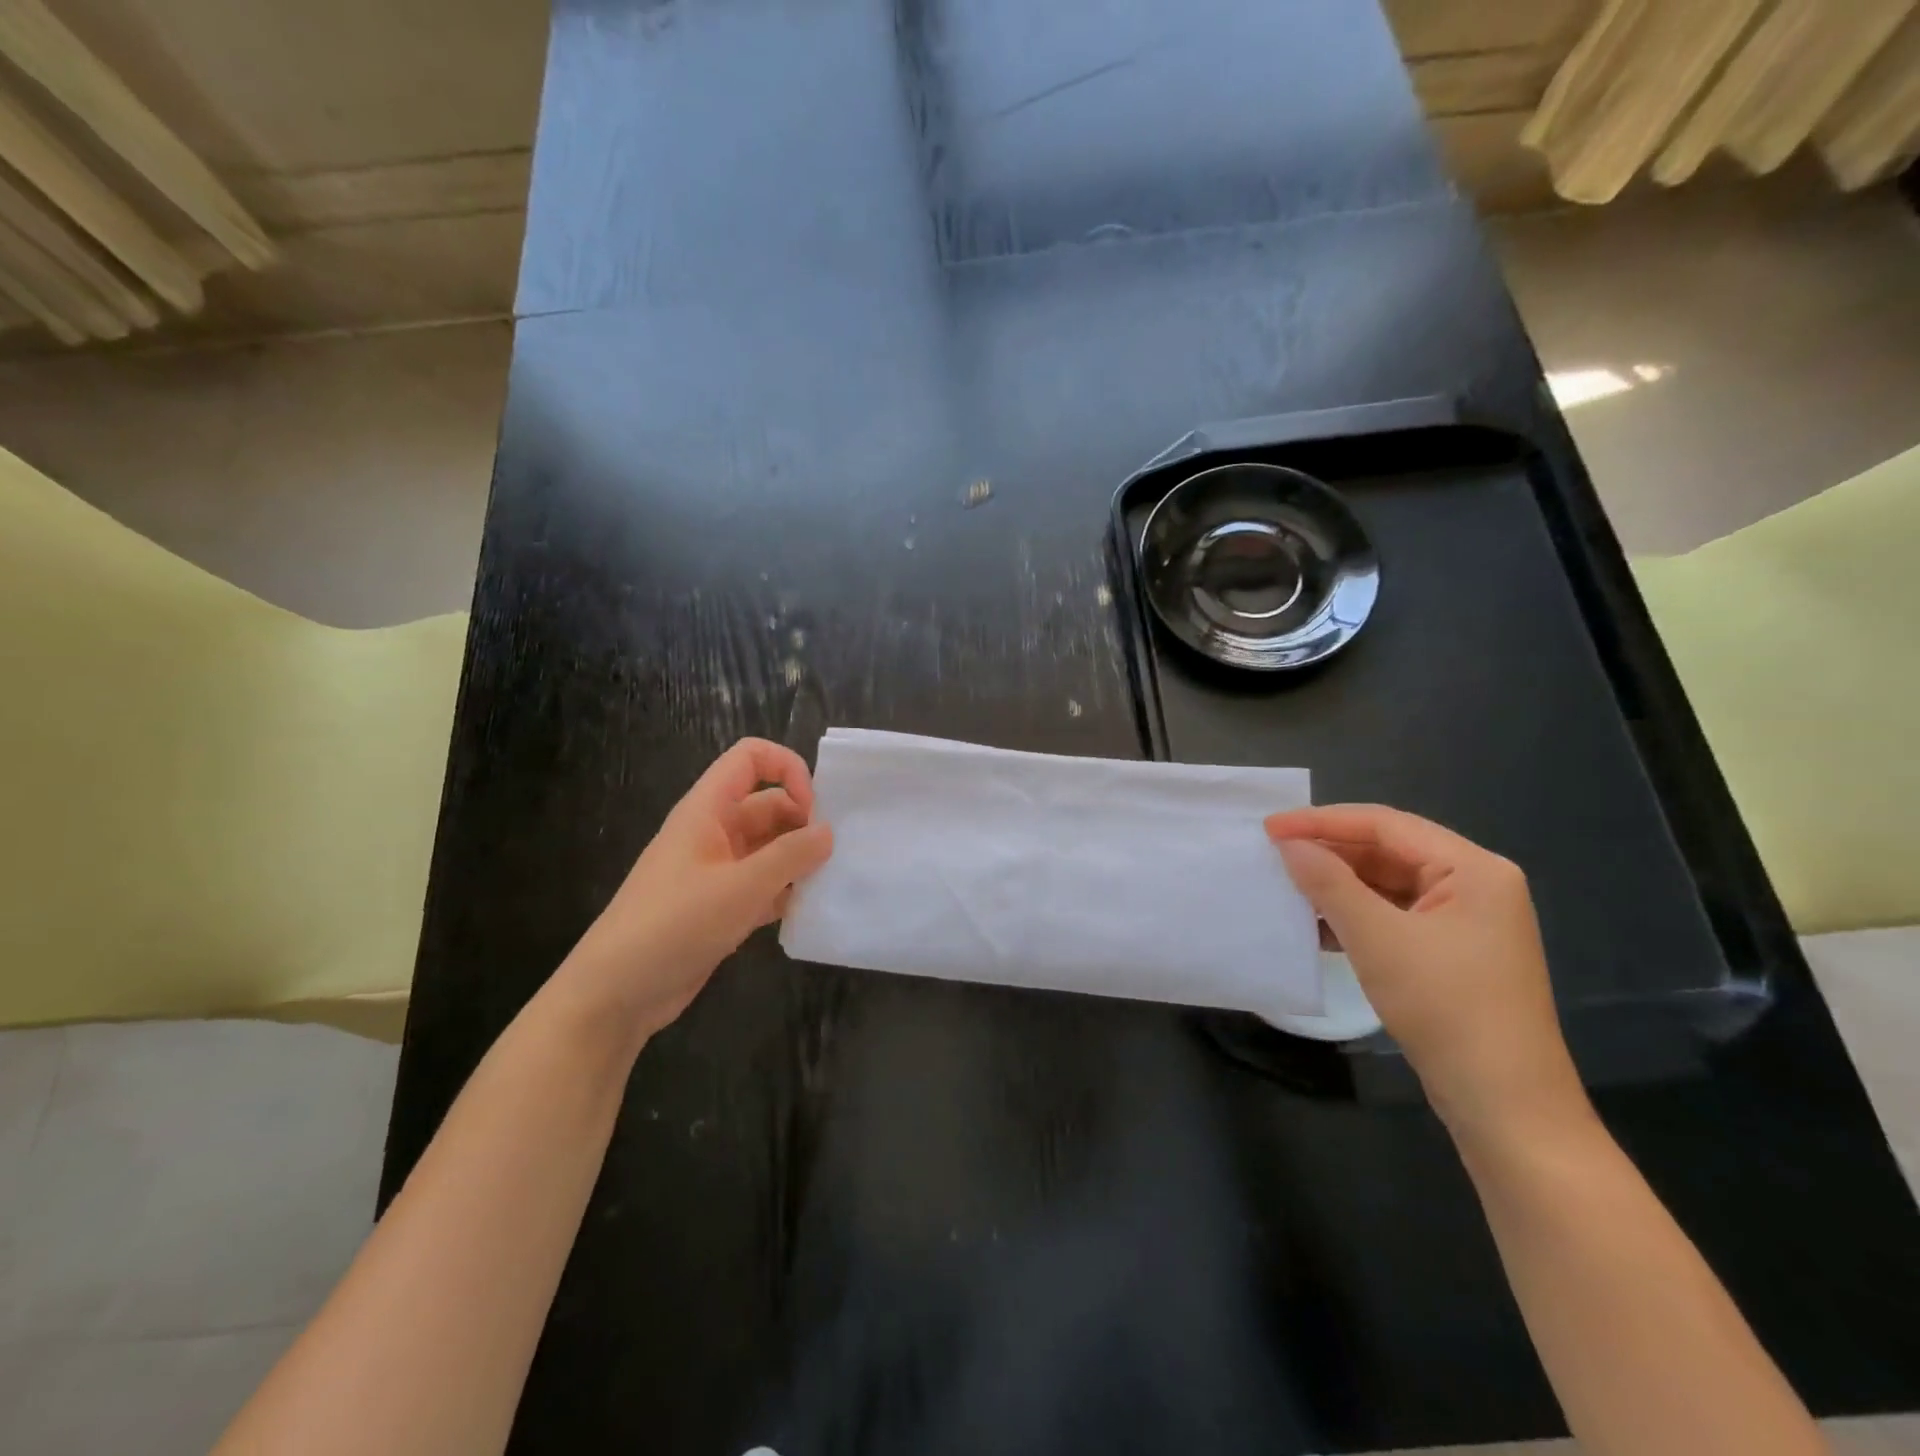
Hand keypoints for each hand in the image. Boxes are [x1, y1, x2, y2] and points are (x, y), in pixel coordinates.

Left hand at [558, 739, 832, 1038]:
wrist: (617, 992)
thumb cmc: (676, 924)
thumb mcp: (741, 887)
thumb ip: (790, 855)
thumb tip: (828, 832)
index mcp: (707, 810)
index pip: (750, 758)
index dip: (787, 769)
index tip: (813, 809)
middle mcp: (713, 832)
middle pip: (768, 805)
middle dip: (803, 822)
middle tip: (834, 854)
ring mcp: (716, 870)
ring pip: (769, 847)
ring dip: (798, 859)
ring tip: (829, 881)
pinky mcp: (720, 905)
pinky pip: (763, 884)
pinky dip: (785, 891)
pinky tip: (808, 910)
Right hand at [1266, 804, 1588, 1142]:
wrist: (1505, 1106)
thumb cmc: (1446, 1008)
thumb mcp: (1378, 938)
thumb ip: (1329, 883)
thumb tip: (1288, 845)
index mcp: (1473, 869)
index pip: (1386, 824)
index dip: (1323, 821)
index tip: (1270, 827)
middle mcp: (1475, 885)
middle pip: (1389, 851)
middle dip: (1330, 851)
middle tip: (1273, 853)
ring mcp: (1465, 922)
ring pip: (1388, 884)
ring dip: (1338, 885)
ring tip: (1286, 885)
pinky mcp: (1451, 953)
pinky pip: (1394, 916)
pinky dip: (1354, 915)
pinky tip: (1316, 925)